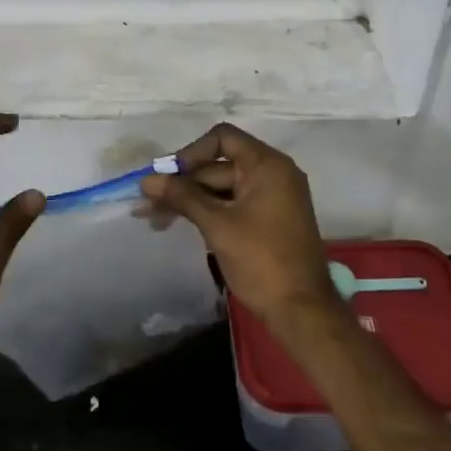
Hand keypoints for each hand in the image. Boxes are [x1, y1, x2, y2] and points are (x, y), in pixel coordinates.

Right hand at [139, 123, 337, 327]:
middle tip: (147, 201)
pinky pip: (232, 204)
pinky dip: (207, 212)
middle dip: (182, 182)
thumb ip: (182, 197)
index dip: (191, 152)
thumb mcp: (217, 225)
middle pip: (218, 165)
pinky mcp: (267, 220)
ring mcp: (271, 198)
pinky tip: (179, 224)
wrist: (302, 312)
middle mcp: (272, 174)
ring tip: (153, 217)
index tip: (168, 176)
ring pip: (221, 188)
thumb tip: (147, 180)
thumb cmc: (261, 261)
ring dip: (189, 200)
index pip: (222, 138)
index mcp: (267, 165)